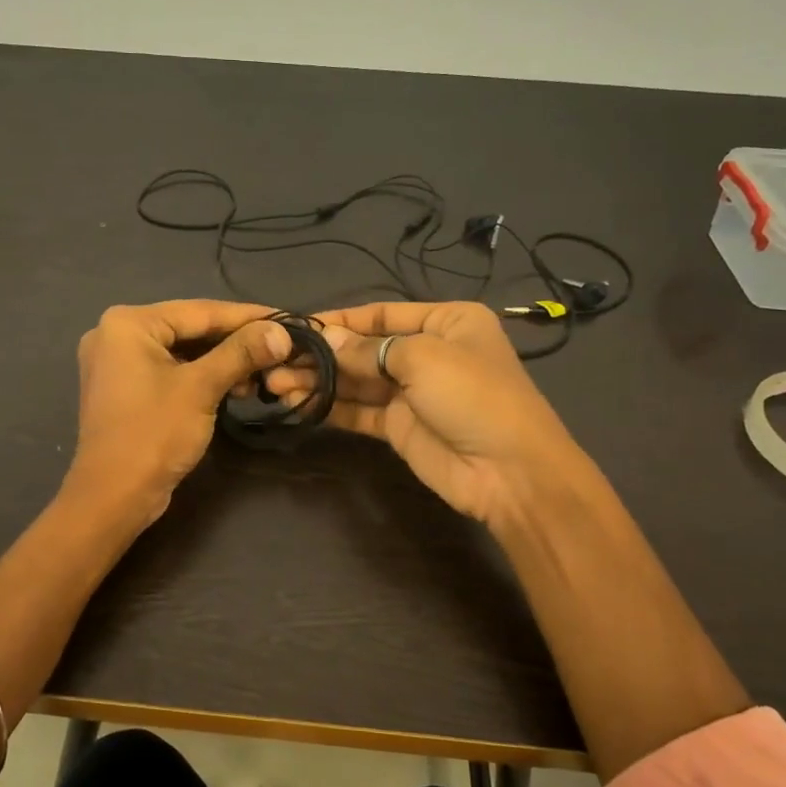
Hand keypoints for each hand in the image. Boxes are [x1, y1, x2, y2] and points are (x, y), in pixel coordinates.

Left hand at [68, 300, 293, 523]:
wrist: (113, 497)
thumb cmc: (154, 434)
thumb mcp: (201, 387)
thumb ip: (241, 353)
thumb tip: (282, 332)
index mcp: (128, 323)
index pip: (200, 311)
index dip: (248, 316)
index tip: (286, 319)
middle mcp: (116, 334)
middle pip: (190, 329)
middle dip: (236, 342)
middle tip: (279, 348)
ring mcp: (117, 363)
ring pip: (183, 352)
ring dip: (222, 363)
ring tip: (261, 375)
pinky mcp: (125, 389)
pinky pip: (170, 371)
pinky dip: (201, 377)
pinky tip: (234, 389)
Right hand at [268, 301, 585, 527]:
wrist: (509, 472)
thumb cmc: (472, 395)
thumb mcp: (422, 358)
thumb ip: (367, 349)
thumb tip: (325, 339)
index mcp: (445, 322)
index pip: (381, 314)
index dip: (340, 320)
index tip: (297, 327)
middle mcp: (427, 352)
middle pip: (364, 348)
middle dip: (322, 355)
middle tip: (276, 362)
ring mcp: (412, 392)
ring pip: (357, 381)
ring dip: (319, 381)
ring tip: (276, 384)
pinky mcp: (399, 427)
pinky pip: (358, 410)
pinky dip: (330, 407)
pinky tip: (298, 404)